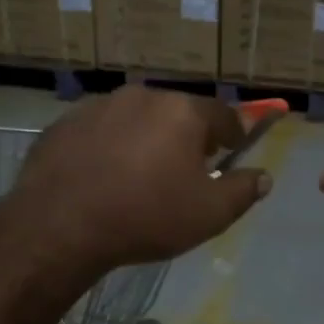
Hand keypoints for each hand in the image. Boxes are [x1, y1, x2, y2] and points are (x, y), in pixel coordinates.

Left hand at [10, 86, 272, 271]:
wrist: (59, 226)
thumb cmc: (146, 216)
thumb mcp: (210, 214)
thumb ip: (244, 191)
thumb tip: (264, 177)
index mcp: (182, 111)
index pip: (223, 114)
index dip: (234, 135)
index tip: (233, 153)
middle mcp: (142, 97)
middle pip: (177, 113)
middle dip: (188, 137)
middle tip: (187, 170)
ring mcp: (98, 106)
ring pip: (136, 120)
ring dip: (146, 140)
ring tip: (141, 176)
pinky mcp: (63, 124)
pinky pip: (100, 132)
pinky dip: (109, 148)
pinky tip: (103, 179)